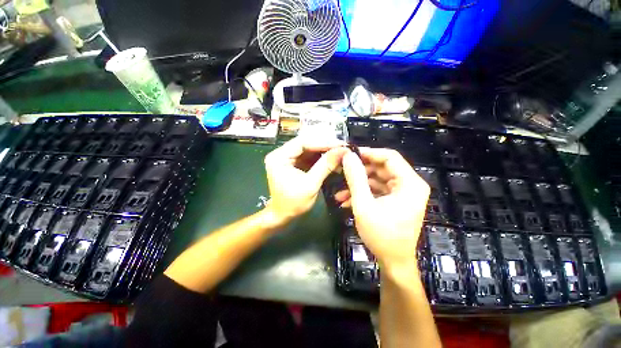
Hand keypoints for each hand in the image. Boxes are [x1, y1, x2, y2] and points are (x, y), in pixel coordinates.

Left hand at [264, 136, 346, 224]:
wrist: (283, 215)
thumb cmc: (293, 203)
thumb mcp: (311, 184)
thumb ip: (325, 166)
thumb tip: (342, 151)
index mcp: (279, 157)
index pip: (303, 142)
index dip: (323, 142)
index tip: (340, 144)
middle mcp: (281, 153)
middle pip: (306, 143)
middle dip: (325, 146)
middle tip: (342, 148)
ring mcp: (287, 158)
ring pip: (308, 149)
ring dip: (324, 151)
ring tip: (339, 153)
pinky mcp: (293, 163)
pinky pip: (308, 156)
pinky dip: (320, 158)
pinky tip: (332, 159)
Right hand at [336, 148, 429, 268]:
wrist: (393, 262)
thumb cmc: (381, 235)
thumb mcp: (364, 204)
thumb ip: (355, 178)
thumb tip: (348, 156)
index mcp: (409, 183)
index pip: (389, 157)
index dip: (368, 153)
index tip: (350, 154)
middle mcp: (409, 185)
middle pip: (382, 168)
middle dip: (360, 171)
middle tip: (342, 171)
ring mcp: (402, 194)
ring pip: (377, 180)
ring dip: (358, 185)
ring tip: (340, 193)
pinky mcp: (395, 201)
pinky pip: (377, 191)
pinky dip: (363, 194)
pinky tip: (346, 201)